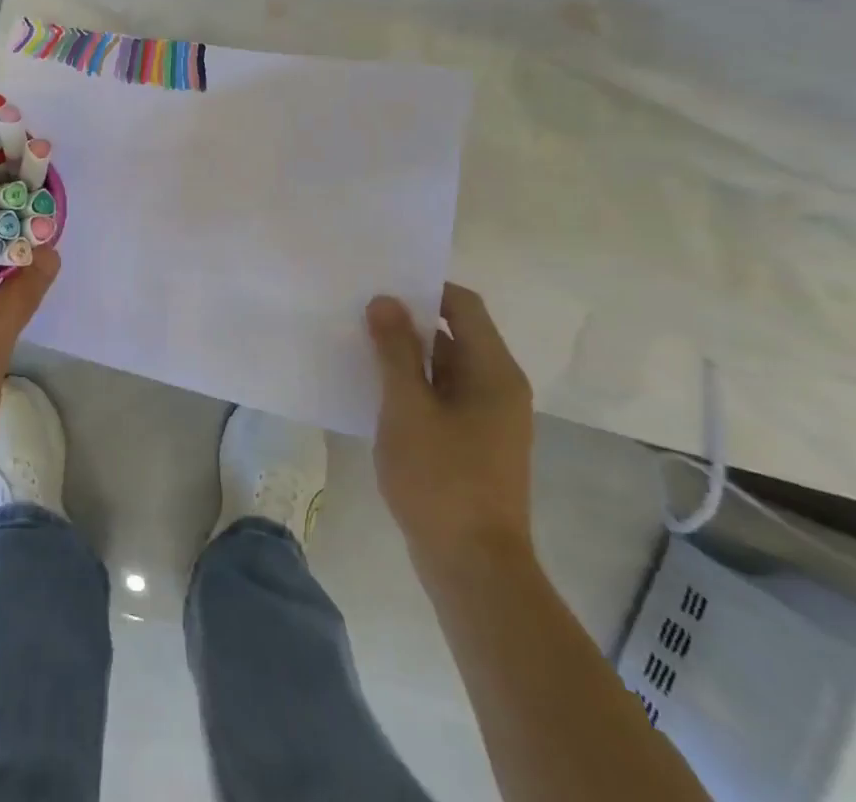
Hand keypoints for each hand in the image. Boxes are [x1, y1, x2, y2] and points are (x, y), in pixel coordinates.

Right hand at [365, 283, 534, 575]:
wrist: (474, 569)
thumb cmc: (441, 480)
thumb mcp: (407, 407)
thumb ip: (394, 350)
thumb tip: (385, 300)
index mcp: (493, 372)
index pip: (463, 305)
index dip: (424, 288)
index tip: (380, 286)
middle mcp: (497, 387)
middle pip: (454, 334)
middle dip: (408, 321)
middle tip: (358, 311)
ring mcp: (487, 418)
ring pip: (444, 367)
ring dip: (406, 354)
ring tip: (358, 345)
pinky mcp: (472, 443)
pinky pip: (441, 395)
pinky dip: (412, 385)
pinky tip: (374, 390)